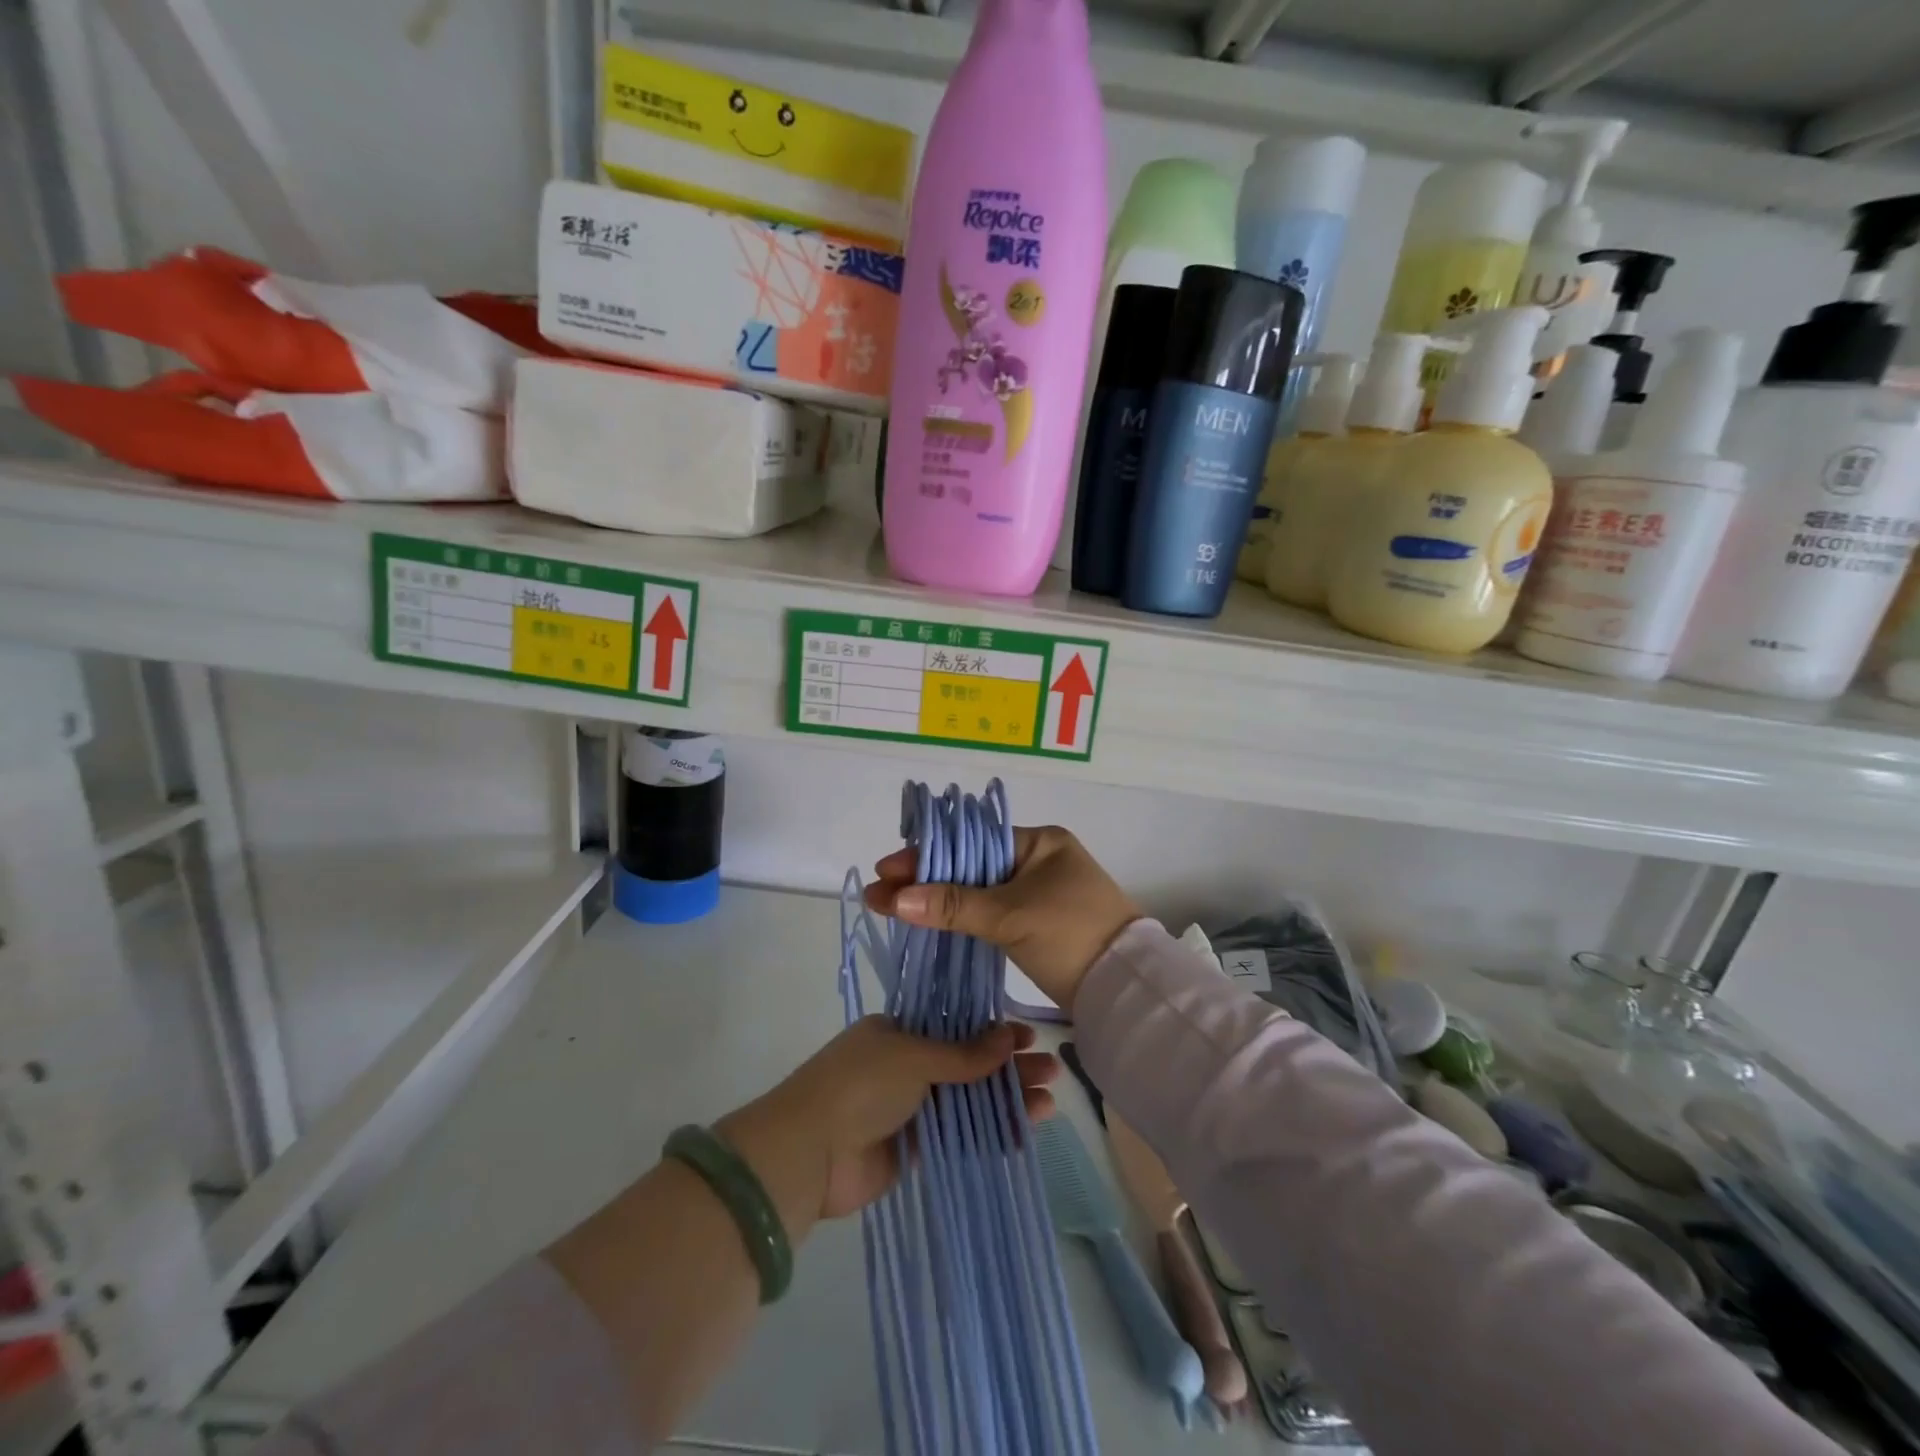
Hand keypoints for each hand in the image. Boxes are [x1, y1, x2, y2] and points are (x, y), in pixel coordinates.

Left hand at [719, 1017, 1059, 1228]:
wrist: (809, 1153)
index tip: (1028, 1037)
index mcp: (898, 1031)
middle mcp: (905, 1065)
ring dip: (1006, 1099)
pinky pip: (960, 1135)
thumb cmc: (860, 1085)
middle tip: (1049, 1070)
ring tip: (1048, 1102)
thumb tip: (1008, 1036)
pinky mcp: (914, 1148)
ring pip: (968, 1099)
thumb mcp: (913, 1056)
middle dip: (1007, 1066)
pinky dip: (990, 1133)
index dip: (993, 1032)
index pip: (956, 1025)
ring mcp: (910, 1107)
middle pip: (967, 1063)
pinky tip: (1024, 1132)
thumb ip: (963, 1054)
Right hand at [864, 825, 1141, 1014]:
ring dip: (940, 899)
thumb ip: (953, 905)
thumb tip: (894, 898)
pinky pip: (990, 912)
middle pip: (971, 864)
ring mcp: (1038, 893)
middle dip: (926, 878)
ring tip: (895, 906)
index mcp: (1039, 842)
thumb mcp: (1011, 916)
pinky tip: (931, 922)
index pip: (971, 842)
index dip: (928, 855)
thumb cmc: (1072, 936)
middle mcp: (1039, 860)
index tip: (887, 869)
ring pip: (978, 890)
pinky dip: (961, 917)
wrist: (1124, 989)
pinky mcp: (1036, 923)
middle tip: (882, 892)